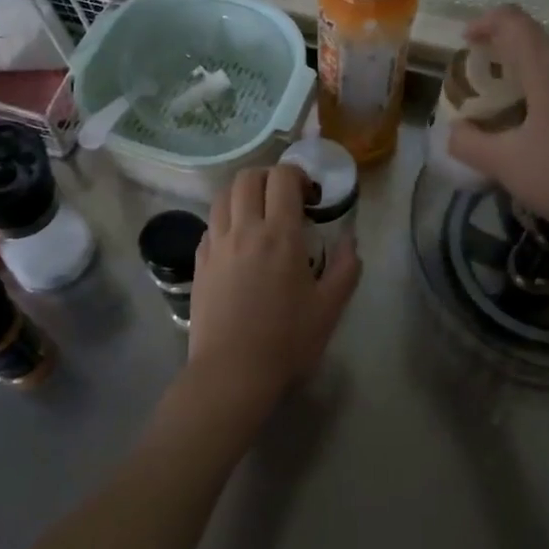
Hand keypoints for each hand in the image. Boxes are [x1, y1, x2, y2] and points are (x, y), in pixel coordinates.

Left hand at [184, 165, 360, 425]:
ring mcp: (216, 245)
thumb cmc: (287, 340)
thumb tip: (350, 240)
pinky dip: (226, 220)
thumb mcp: (330, 307)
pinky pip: (210, 225)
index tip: (311, 198)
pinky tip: (238, 242)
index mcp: (279, 235)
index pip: (283, 178)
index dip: (299, 176)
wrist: (232, 372)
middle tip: (286, 199)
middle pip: (248, 177)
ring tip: (259, 214)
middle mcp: (244, 230)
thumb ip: (346, 267)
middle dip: (269, 177)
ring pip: (222, 196)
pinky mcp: (199, 263)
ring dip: (243, 194)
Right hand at [447, 4, 548, 253]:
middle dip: (509, 59)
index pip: (513, 22)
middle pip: (538, 46)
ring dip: (537, 80)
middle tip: (490, 90)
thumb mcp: (503, 164)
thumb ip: (468, 142)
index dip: (486, 22)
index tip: (468, 42)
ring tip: (522, 115)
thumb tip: (455, 130)